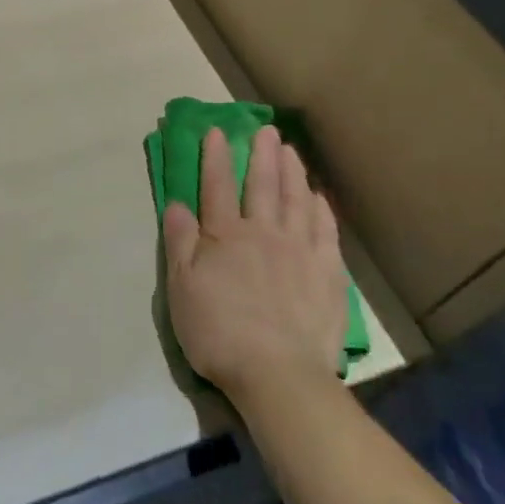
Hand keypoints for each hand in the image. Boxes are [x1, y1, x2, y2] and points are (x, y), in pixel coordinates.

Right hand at [164, 125, 348, 398]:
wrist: (278, 374)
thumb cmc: (218, 332)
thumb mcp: (181, 289)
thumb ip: (179, 242)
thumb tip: (177, 204)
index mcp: (224, 236)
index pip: (216, 186)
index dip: (215, 157)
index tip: (216, 131)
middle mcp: (263, 233)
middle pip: (261, 185)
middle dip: (261, 154)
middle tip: (265, 129)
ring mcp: (299, 251)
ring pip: (296, 200)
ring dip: (292, 172)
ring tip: (290, 151)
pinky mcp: (327, 273)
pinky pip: (325, 231)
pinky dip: (321, 209)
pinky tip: (319, 197)